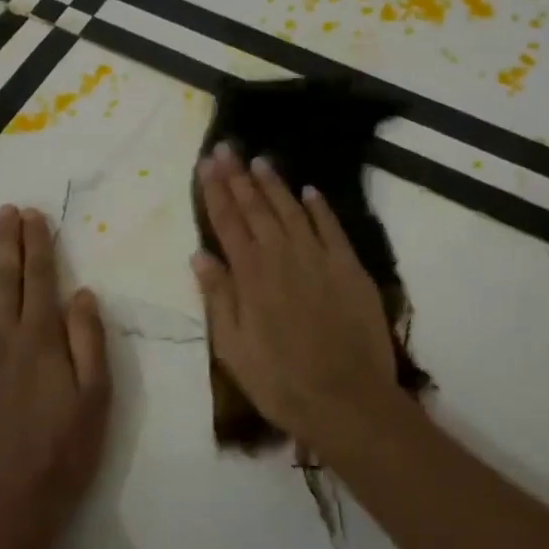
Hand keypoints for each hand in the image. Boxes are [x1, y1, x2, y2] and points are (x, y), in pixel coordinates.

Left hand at [0, 205, 109, 548]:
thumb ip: (89, 342)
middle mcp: (0, 340)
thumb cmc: (60, 458)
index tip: (31, 215)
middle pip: (4, 280)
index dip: (36, 243)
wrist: (0, 516)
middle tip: (6, 211)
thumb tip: (81, 292)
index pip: (40, 278)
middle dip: (8, 242)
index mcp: (40, 341)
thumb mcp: (96, 401)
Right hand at [191, 143, 402, 451]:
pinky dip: (319, 207)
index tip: (206, 163)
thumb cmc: (280, 382)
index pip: (227, 222)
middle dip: (239, 176)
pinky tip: (310, 191)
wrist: (347, 401)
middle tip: (227, 147)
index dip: (215, 190)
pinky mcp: (349, 268)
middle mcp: (282, 256)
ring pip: (291, 210)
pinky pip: (331, 228)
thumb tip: (200, 254)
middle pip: (257, 208)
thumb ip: (218, 297)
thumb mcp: (233, 348)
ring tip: (260, 160)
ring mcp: (319, 258)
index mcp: (251, 275)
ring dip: (274, 184)